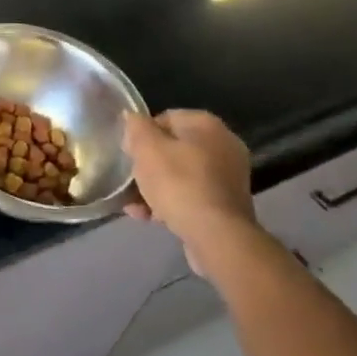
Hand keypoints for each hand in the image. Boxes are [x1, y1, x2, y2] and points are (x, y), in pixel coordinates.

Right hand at [121, 109, 257, 271]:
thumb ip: (136, 127)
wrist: (217, 237)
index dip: (142, 134)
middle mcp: (223, 146)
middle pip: (173, 149)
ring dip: (155, 187)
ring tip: (134, 205)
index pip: (165, 118)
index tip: (128, 153)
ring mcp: (228, 178)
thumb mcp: (146, 148)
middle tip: (130, 178)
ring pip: (181, 175)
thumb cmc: (179, 184)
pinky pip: (192, 196)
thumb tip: (133, 118)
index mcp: (207, 125)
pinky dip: (171, 203)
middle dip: (148, 165)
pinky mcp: (227, 206)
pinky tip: (149, 217)